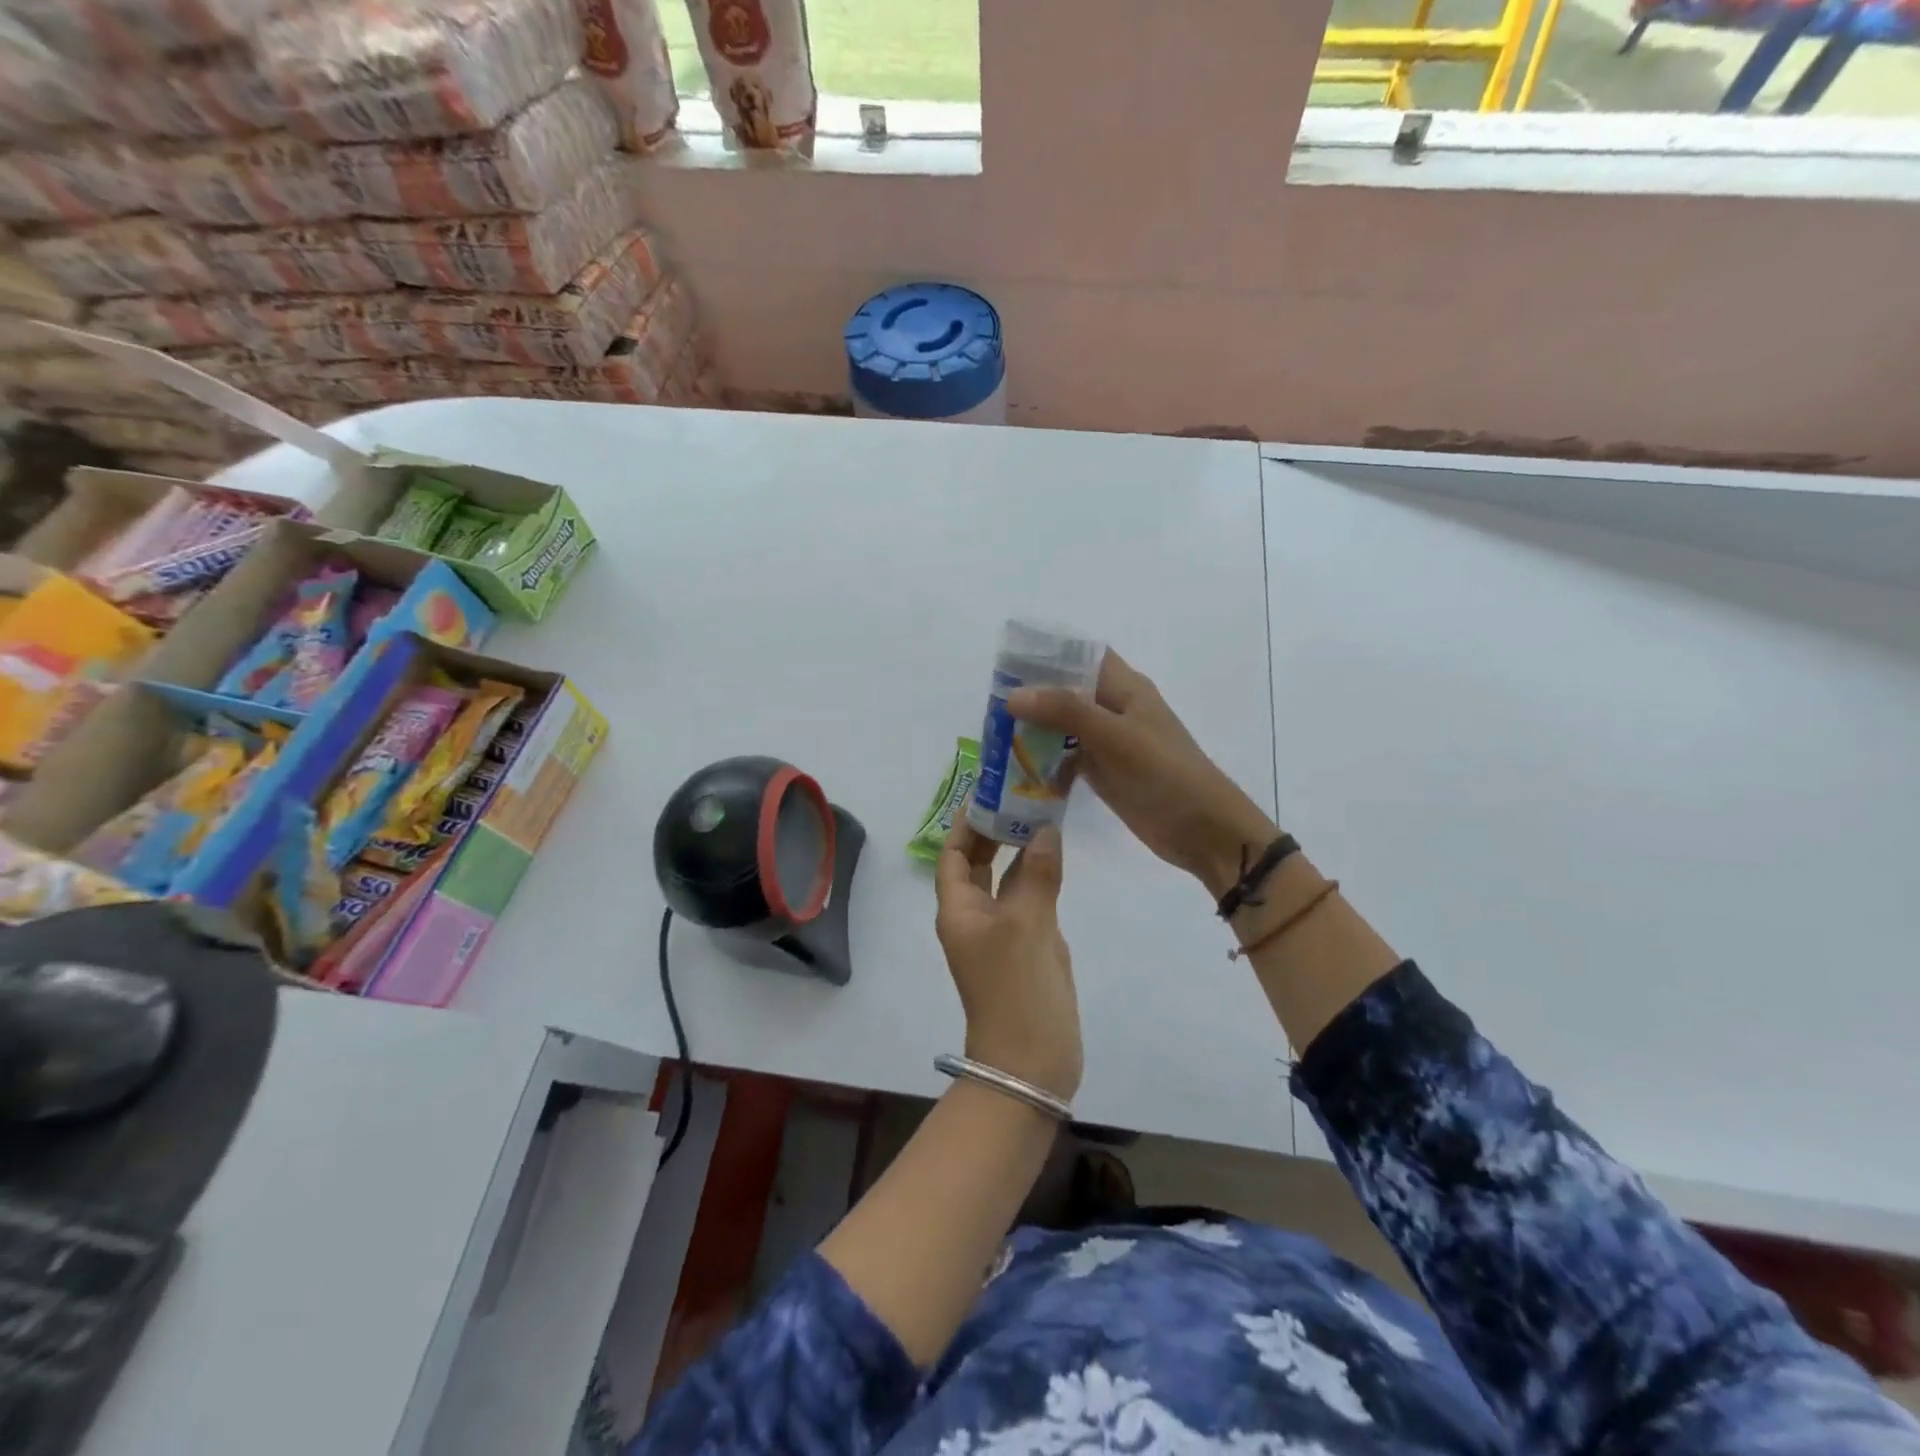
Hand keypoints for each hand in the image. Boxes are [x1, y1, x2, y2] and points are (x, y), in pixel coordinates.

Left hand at [934, 818, 1081, 1100]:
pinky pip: (1027, 900)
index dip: (967, 824)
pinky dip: (1037, 876)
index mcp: (958, 909)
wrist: (1031, 1063)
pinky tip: (1055, 856)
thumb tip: (1046, 829)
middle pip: (979, 863)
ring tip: (1041, 813)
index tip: (990, 792)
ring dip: (1019, 850)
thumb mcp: (1028, 925)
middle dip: (995, 830)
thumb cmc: (1017, 989)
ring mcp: (1002, 933)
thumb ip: (1036, 874)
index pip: (955, 855)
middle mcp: (974, 917)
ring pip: (1006, 880)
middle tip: (1022, 795)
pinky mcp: (1027, 947)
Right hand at [1009, 650, 1275, 899]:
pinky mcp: (1105, 773)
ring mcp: (1109, 742)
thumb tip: (1013, 694)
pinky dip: (1046, 762)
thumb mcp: (1115, 737)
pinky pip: (1068, 758)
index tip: (1007, 660)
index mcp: (1125, 688)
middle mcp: (1115, 709)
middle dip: (1032, 696)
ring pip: (1064, 726)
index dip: (1049, 652)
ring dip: (1034, 730)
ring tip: (995, 737)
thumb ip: (1065, 712)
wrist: (1204, 831)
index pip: (1082, 655)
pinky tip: (1018, 772)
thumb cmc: (1166, 774)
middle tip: (990, 707)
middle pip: (1067, 691)